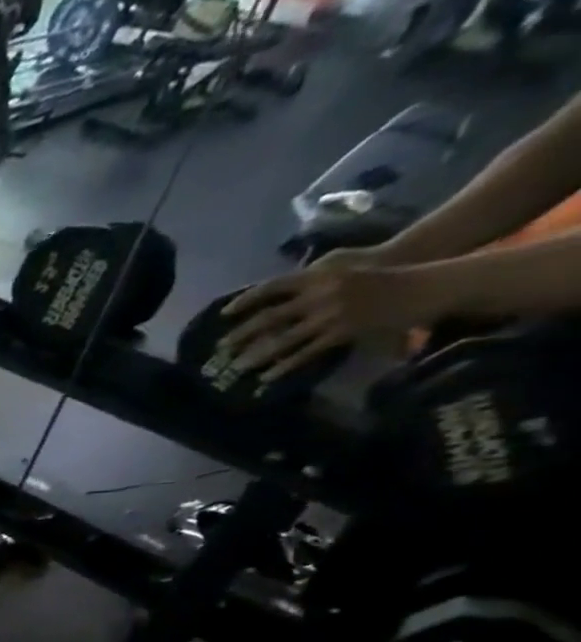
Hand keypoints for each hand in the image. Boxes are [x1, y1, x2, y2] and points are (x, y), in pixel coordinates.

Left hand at [217, 249, 416, 380]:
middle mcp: (319, 294)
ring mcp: (330, 315)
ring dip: (256, 355)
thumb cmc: (378, 269)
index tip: (223, 315)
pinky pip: (305, 353)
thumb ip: (309, 275)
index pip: (271, 287)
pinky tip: (267, 377)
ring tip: (237, 367)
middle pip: (269, 318)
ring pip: (282, 340)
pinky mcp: (342, 333)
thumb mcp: (340, 264)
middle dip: (241, 335)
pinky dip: (284, 366)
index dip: (245, 301)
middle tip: (219, 349)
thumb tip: (278, 289)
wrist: (422, 280)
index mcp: (317, 275)